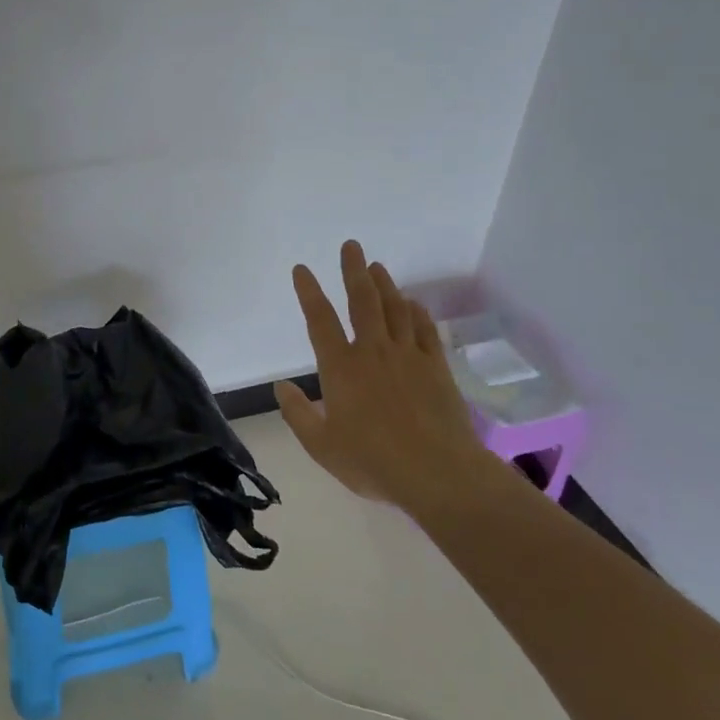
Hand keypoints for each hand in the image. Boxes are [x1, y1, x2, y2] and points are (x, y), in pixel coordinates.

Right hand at [274, 240, 493, 515]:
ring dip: (384, 284)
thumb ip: (298, 414)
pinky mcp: (436, 366)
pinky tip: (412, 303)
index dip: (309, 292)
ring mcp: (408, 356)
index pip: (320, 320)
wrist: (437, 473)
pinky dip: (415, 312)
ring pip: (394, 309)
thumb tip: (281, 386)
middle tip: (351, 246)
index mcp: (341, 368)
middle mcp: (373, 352)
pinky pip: (424, 329)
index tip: (302, 269)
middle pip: (362, 301)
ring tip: (377, 266)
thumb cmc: (373, 462)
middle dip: (354, 271)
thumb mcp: (322, 446)